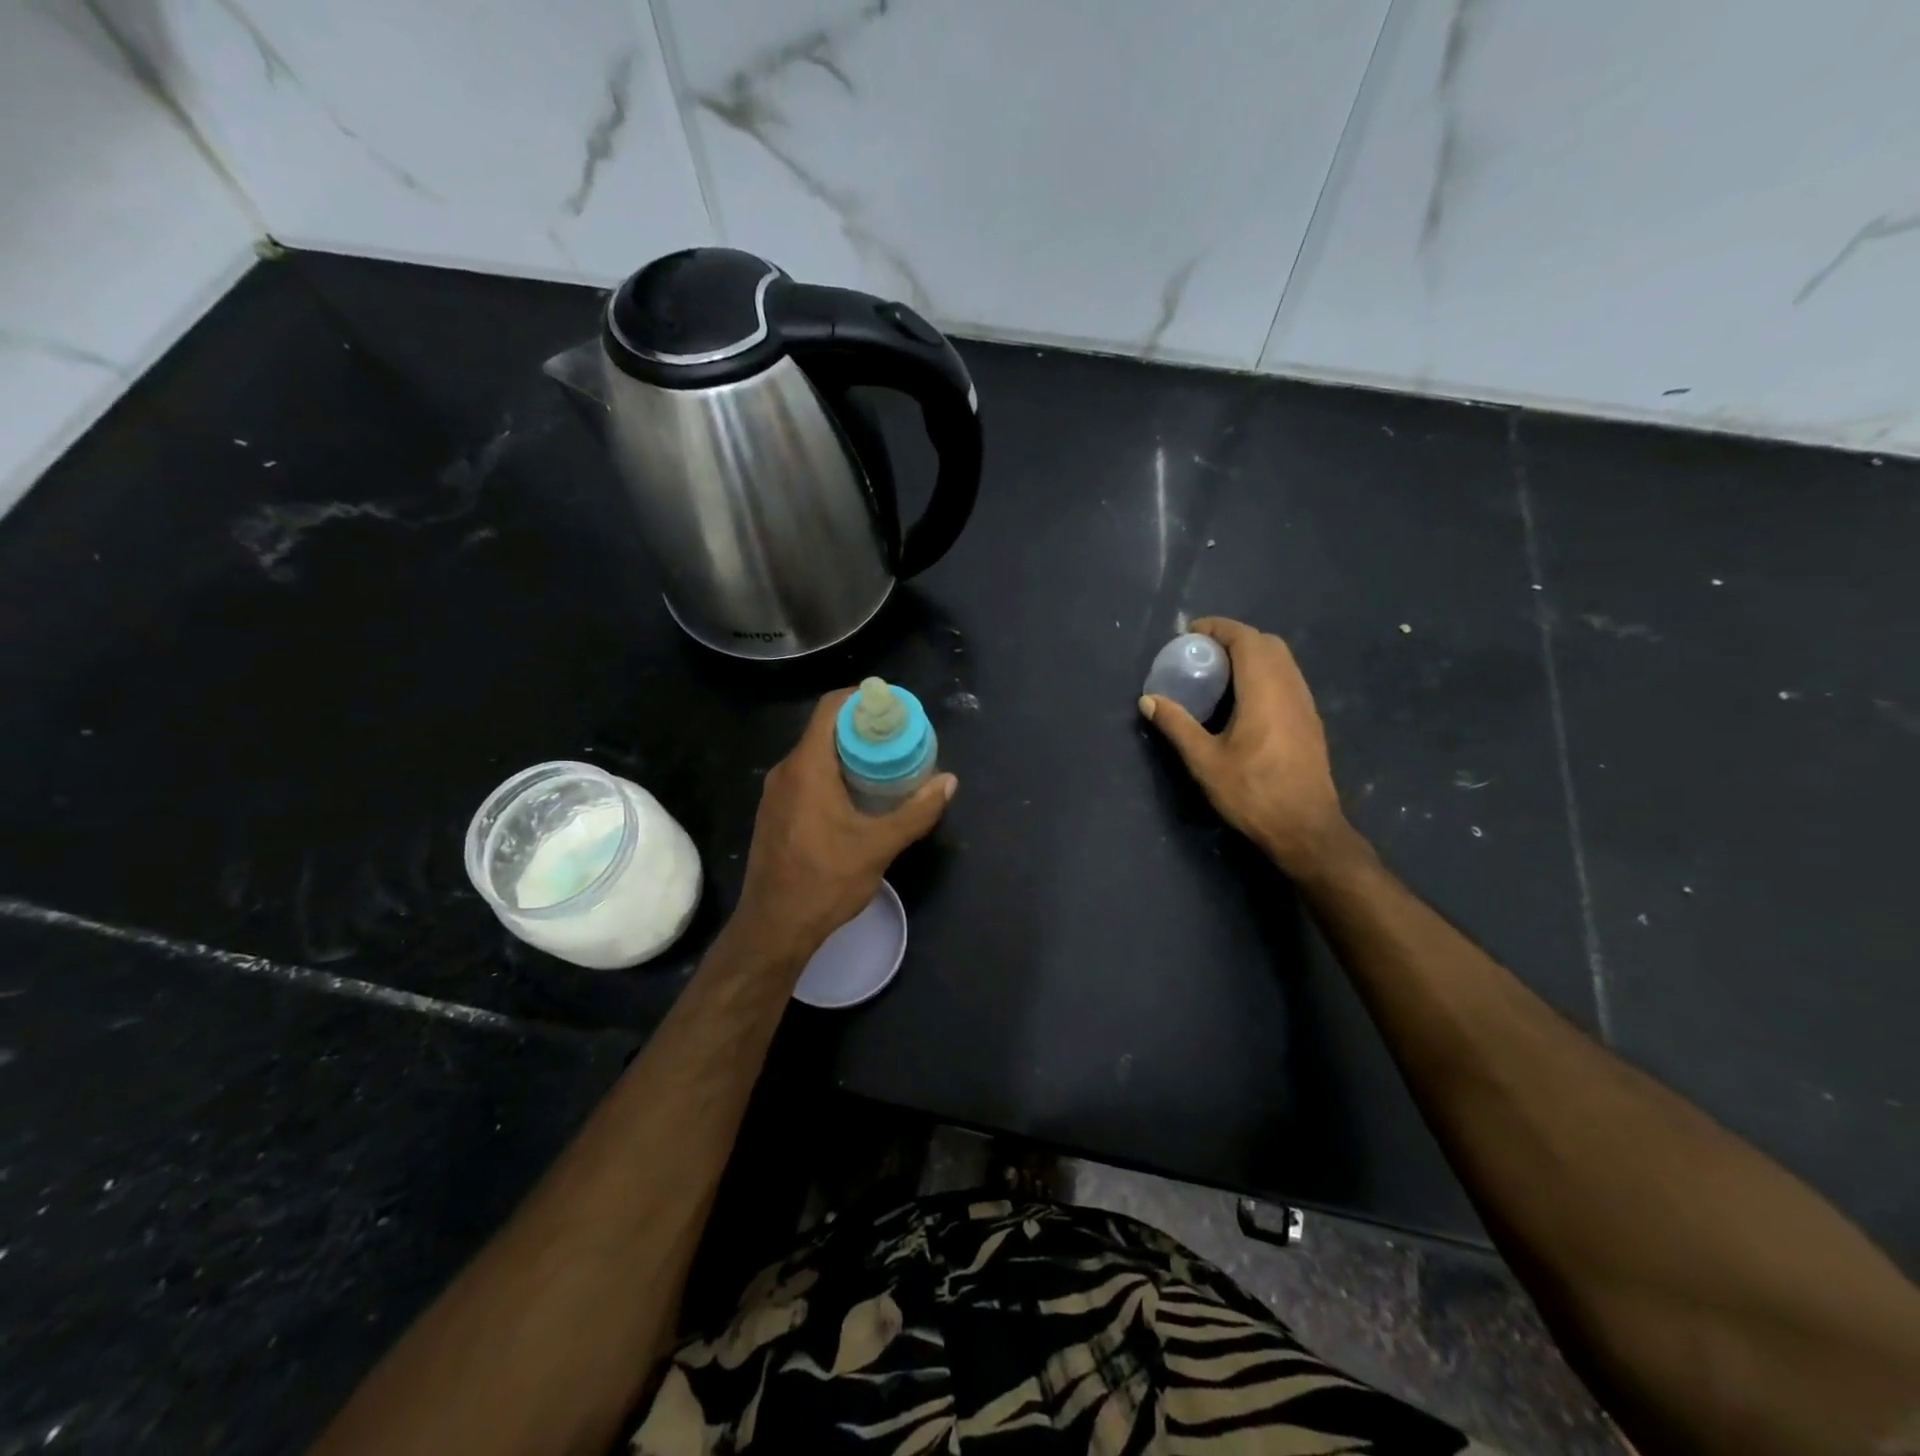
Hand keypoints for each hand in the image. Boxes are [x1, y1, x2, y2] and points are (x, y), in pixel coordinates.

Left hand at [735, 689, 956, 954]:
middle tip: (900, 740)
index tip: (894, 708)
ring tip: (886, 767)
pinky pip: (806, 778)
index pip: (831, 708)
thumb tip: (949, 781)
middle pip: (825, 730)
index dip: (862, 698)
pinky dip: (834, 775)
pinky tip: (859, 798)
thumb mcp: (879, 846)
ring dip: (849, 755)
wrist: (773, 928)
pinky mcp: (775, 814)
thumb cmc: (825, 881)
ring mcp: (776, 794)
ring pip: (815, 756)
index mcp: (807, 767)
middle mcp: (786, 772)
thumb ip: (916, 812)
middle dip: (863, 729)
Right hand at [1139, 617, 1356, 878]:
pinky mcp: (1310, 721)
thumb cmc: (1253, 793)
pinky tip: (1242, 701)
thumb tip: (1148, 700)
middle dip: (1234, 638)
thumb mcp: (1205, 761)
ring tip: (1219, 674)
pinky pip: (1287, 679)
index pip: (1246, 638)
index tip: (1189, 634)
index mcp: (1265, 690)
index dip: (1218, 628)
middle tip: (1202, 653)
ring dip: (1251, 655)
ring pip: (1281, 661)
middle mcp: (1290, 688)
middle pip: (1266, 643)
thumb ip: (1176, 725)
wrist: (1306, 829)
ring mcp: (1305, 704)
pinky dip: (1264, 673)